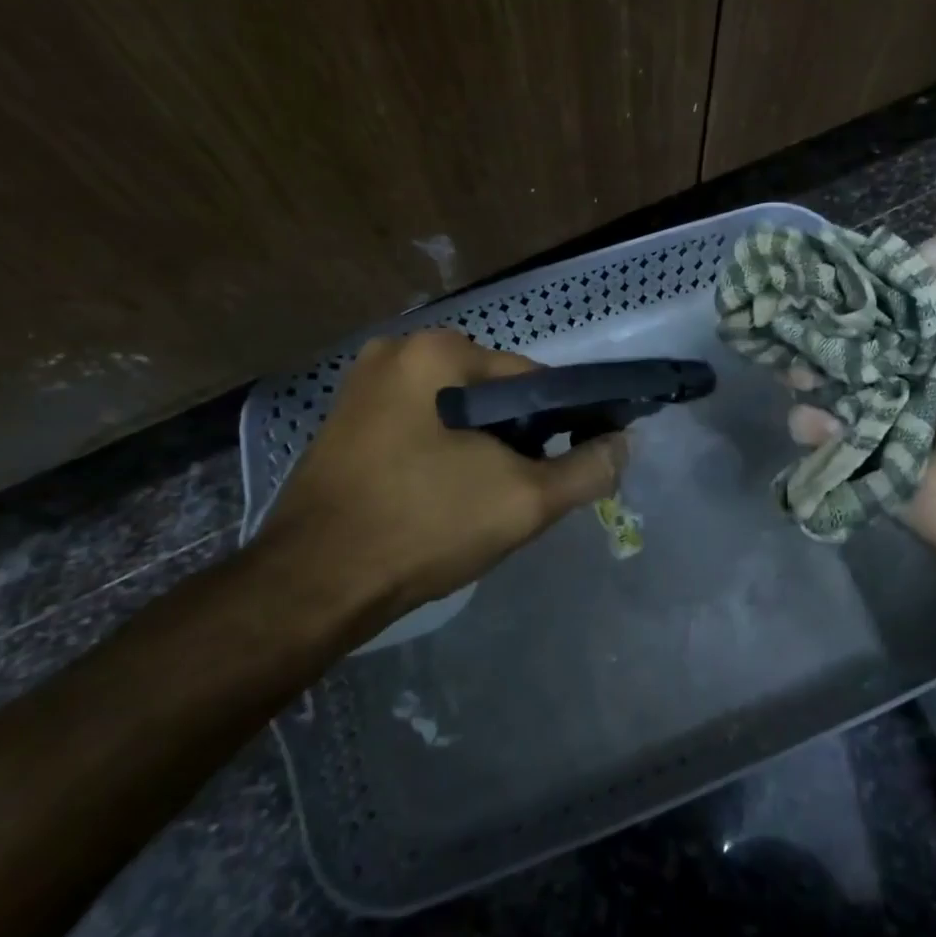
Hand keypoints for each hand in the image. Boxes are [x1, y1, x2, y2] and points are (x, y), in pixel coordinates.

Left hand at [255, 329, 626, 622]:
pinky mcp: (345, 423)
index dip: (559, 423)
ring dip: (479, 450)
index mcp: (436, 351)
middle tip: (516, 494)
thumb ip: (587, 469)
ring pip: (454, 414)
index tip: (560, 469)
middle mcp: (396, 351)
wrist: (312, 586)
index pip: (529, 379)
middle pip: (489, 394)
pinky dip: (441, 455)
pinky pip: (418, 428)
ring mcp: (362, 386)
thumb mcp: (523, 500)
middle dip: (514, 440)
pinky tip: (438, 499)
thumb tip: (624, 443)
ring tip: (478, 504)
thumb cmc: (422, 526)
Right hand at [788, 230, 935, 565]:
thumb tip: (888, 259)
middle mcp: (886, 353)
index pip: (866, 285)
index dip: (841, 280)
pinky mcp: (846, 439)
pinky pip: (809, 422)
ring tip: (807, 382)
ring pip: (809, 371)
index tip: (816, 279)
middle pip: (829, 327)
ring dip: (802, 373)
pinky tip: (832, 430)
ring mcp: (862, 398)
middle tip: (801, 336)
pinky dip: (814, 424)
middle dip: (811, 328)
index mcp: (919, 320)